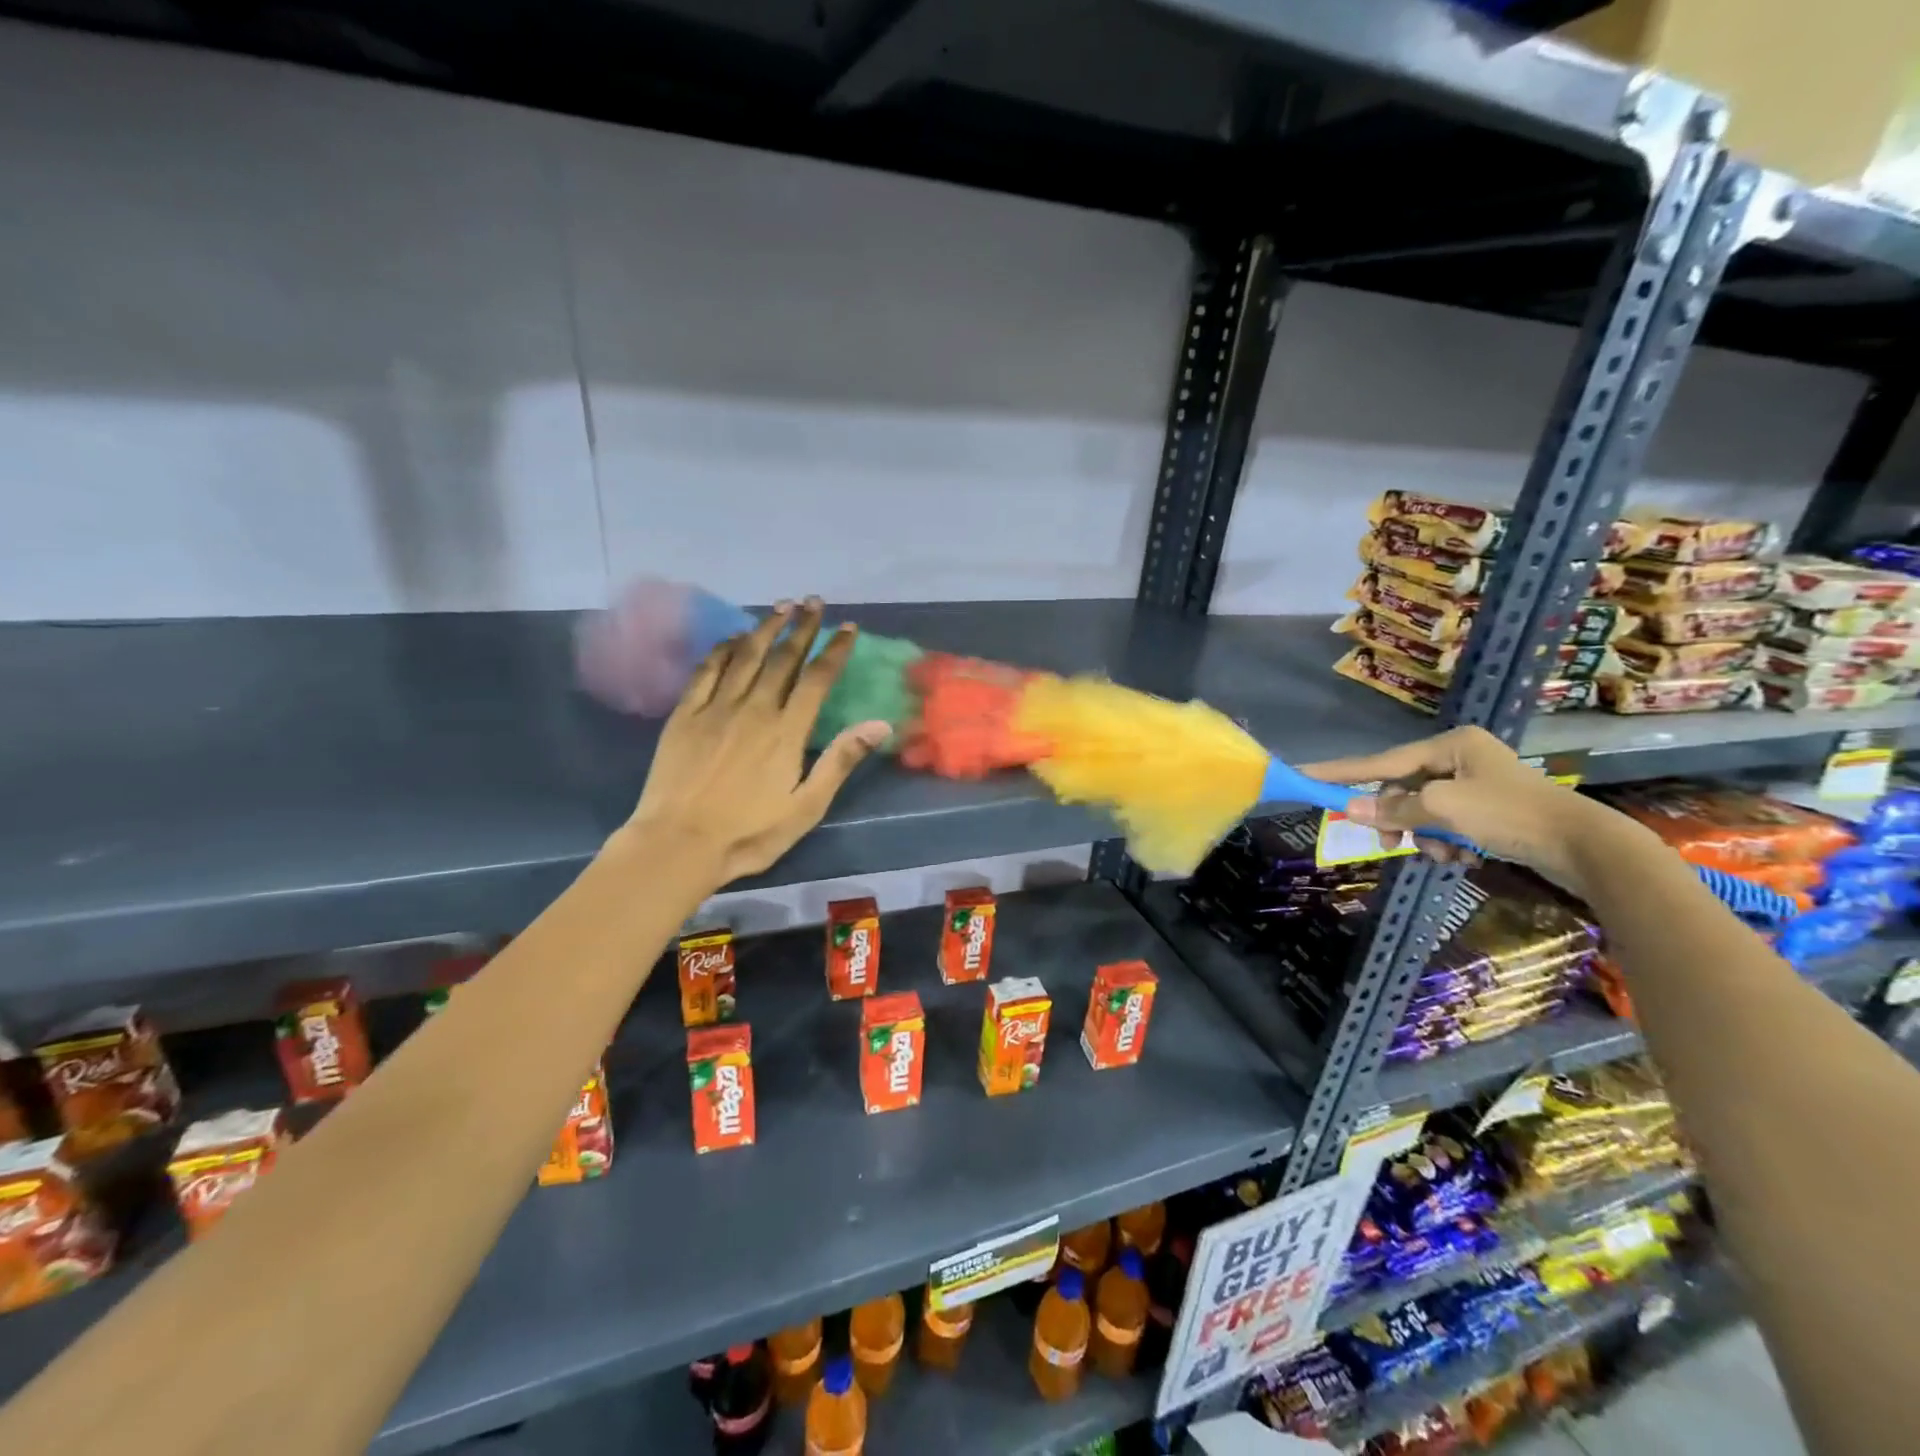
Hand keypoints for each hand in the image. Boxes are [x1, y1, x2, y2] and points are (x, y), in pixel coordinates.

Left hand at [625, 598, 890, 886]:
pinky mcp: (684, 715)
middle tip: (813, 601)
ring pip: (745, 656)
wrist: (677, 844)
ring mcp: (715, 708)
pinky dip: (723, 649)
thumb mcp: (806, 807)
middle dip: (802, 627)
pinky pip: (706, 670)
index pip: (817, 679)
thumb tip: (879, 724)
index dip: (834, 650)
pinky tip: (732, 637)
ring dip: (765, 628)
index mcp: (786, 731)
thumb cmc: (749, 833)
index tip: (847, 627)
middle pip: (783, 658)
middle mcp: (754, 709)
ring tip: (780, 606)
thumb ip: (840, 761)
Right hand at [1302, 726, 1610, 892]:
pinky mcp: (1490, 810)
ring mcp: (1476, 784)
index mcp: (1450, 745)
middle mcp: (1460, 757)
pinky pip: (1446, 824)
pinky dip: (1447, 842)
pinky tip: (1463, 857)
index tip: (1304, 774)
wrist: (1585, 847)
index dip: (1340, 772)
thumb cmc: (1510, 816)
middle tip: (1389, 844)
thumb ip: (1394, 809)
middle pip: (1402, 790)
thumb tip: (1348, 809)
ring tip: (1444, 855)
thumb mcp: (1444, 809)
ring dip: (1425, 836)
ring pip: (1423, 811)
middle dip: (1398, 819)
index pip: (1381, 761)